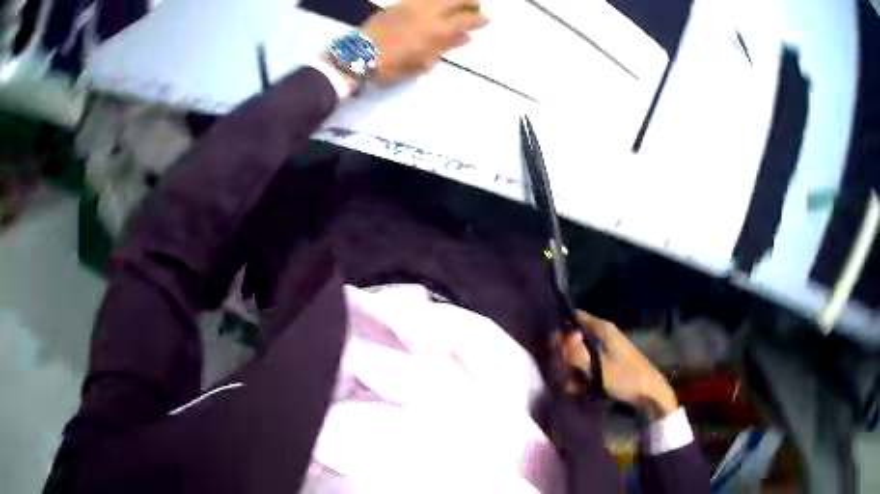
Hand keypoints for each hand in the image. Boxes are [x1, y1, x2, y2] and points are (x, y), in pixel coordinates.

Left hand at [360, 0, 488, 84]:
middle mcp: (427, 13)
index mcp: (436, 30)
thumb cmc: (391, 67)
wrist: (356, 57)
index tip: (486, 19)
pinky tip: (436, 5)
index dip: (479, 18)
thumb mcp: (422, 63)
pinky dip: (434, 1)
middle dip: (470, 2)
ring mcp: (411, 6)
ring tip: (458, 4)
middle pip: (455, 0)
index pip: (466, 19)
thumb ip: (445, 47)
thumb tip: (465, 37)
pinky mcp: (397, 5)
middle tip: (476, 6)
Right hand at [557, 311, 678, 420]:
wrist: (649, 393)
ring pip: (581, 354)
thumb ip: (577, 354)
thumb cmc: (625, 378)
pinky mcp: (609, 363)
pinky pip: (589, 365)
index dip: (561, 328)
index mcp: (603, 329)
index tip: (550, 345)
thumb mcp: (598, 367)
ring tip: (569, 386)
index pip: (576, 317)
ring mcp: (607, 349)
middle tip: (559, 371)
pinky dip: (582, 375)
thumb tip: (560, 337)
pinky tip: (578, 389)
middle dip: (565, 355)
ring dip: (572, 369)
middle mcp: (604, 334)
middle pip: (576, 338)